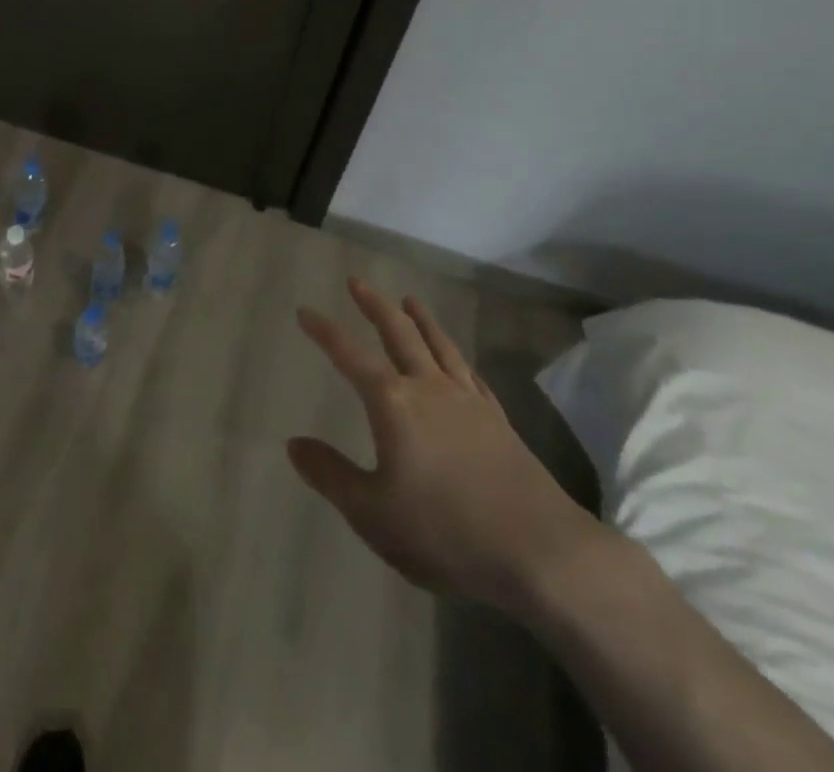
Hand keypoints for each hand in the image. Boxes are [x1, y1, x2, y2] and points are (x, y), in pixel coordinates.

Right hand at [289, 279, 602, 610]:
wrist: (539, 551)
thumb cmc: (444, 532)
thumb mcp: (372, 513)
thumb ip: (330, 474)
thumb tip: (293, 443)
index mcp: (393, 403)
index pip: (350, 355)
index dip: (325, 332)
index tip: (305, 310)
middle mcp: (428, 388)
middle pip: (398, 332)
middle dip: (375, 305)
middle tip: (357, 282)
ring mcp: (467, 400)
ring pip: (438, 344)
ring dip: (420, 318)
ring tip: (408, 299)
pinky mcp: (497, 420)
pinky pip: (469, 372)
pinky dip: (455, 355)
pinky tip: (455, 357)